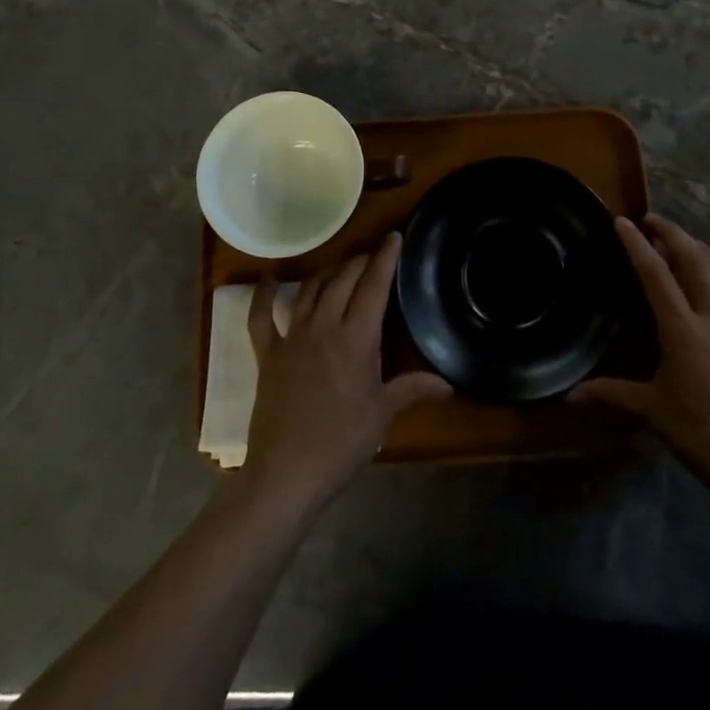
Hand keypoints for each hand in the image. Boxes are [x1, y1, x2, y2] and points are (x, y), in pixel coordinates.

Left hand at [243, 233, 450, 515]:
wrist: (286, 473)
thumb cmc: (341, 443)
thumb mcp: (382, 415)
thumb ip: (413, 390)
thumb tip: (448, 384)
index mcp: (356, 338)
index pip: (374, 287)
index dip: (385, 259)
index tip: (393, 236)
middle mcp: (323, 327)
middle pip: (342, 281)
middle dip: (359, 262)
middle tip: (372, 256)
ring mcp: (292, 338)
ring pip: (310, 291)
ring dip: (326, 274)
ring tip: (338, 268)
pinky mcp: (268, 355)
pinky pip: (262, 318)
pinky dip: (264, 296)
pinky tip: (269, 279)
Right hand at [572, 216, 709, 518]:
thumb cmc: (705, 437)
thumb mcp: (654, 414)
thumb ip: (613, 395)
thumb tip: (570, 396)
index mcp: (682, 330)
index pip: (655, 275)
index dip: (637, 245)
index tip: (624, 222)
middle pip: (696, 262)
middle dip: (674, 235)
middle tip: (656, 222)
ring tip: (696, 246)